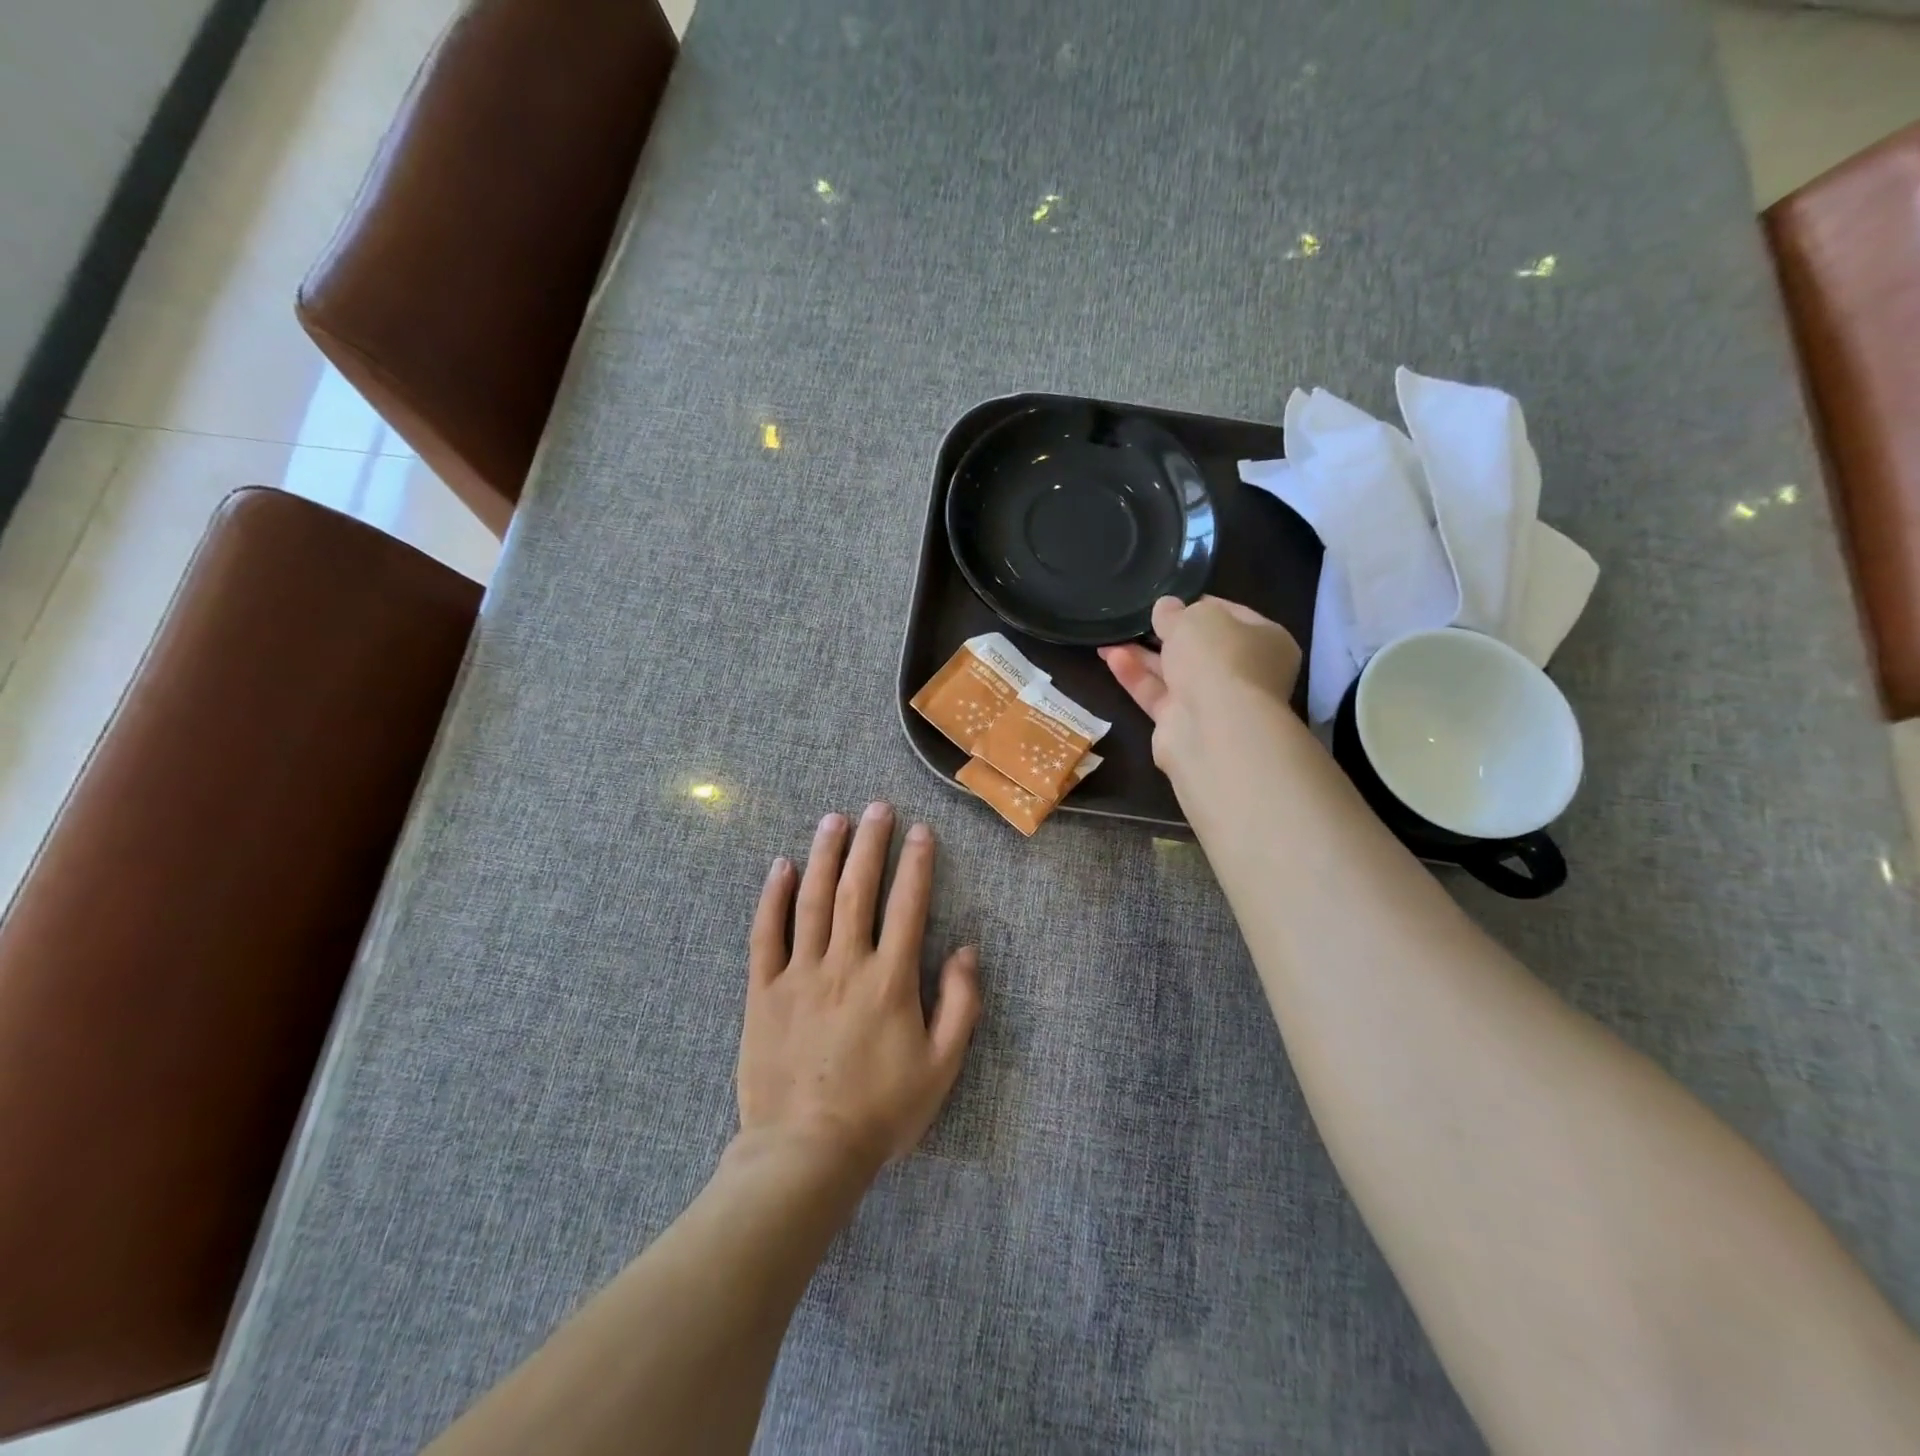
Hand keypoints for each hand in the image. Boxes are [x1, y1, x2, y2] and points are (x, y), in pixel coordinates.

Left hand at [737, 803, 980, 1182]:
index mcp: (890, 980)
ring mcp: (800, 974)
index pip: (908, 905)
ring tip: (834, 819)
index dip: (917, 864)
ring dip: (825, 855)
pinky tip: (781, 866)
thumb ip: (960, 1004)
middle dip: (870, 843)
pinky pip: (766, 934)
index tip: (921, 831)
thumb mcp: (941, 1066)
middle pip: (858, 889)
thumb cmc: (882, 1112)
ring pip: (812, 900)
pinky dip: (773, 897)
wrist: (806, 1153)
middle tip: (876, 807)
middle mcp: (845, 964)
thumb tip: (967, 949)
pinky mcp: (764, 991)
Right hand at [1099, 596, 1302, 773]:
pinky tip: (1111, 657)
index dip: (1197, 605)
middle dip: (1166, 633)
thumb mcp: (1196, 618)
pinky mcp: (1182, 724)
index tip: (1167, 598)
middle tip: (1136, 618)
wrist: (1214, 728)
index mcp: (1266, 641)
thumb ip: (1176, 612)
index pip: (1230, 615)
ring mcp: (1213, 702)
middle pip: (1200, 647)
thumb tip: (1165, 608)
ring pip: (1174, 672)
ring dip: (1142, 654)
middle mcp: (1243, 673)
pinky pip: (1156, 694)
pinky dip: (1135, 676)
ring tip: (1110, 636)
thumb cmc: (1219, 659)